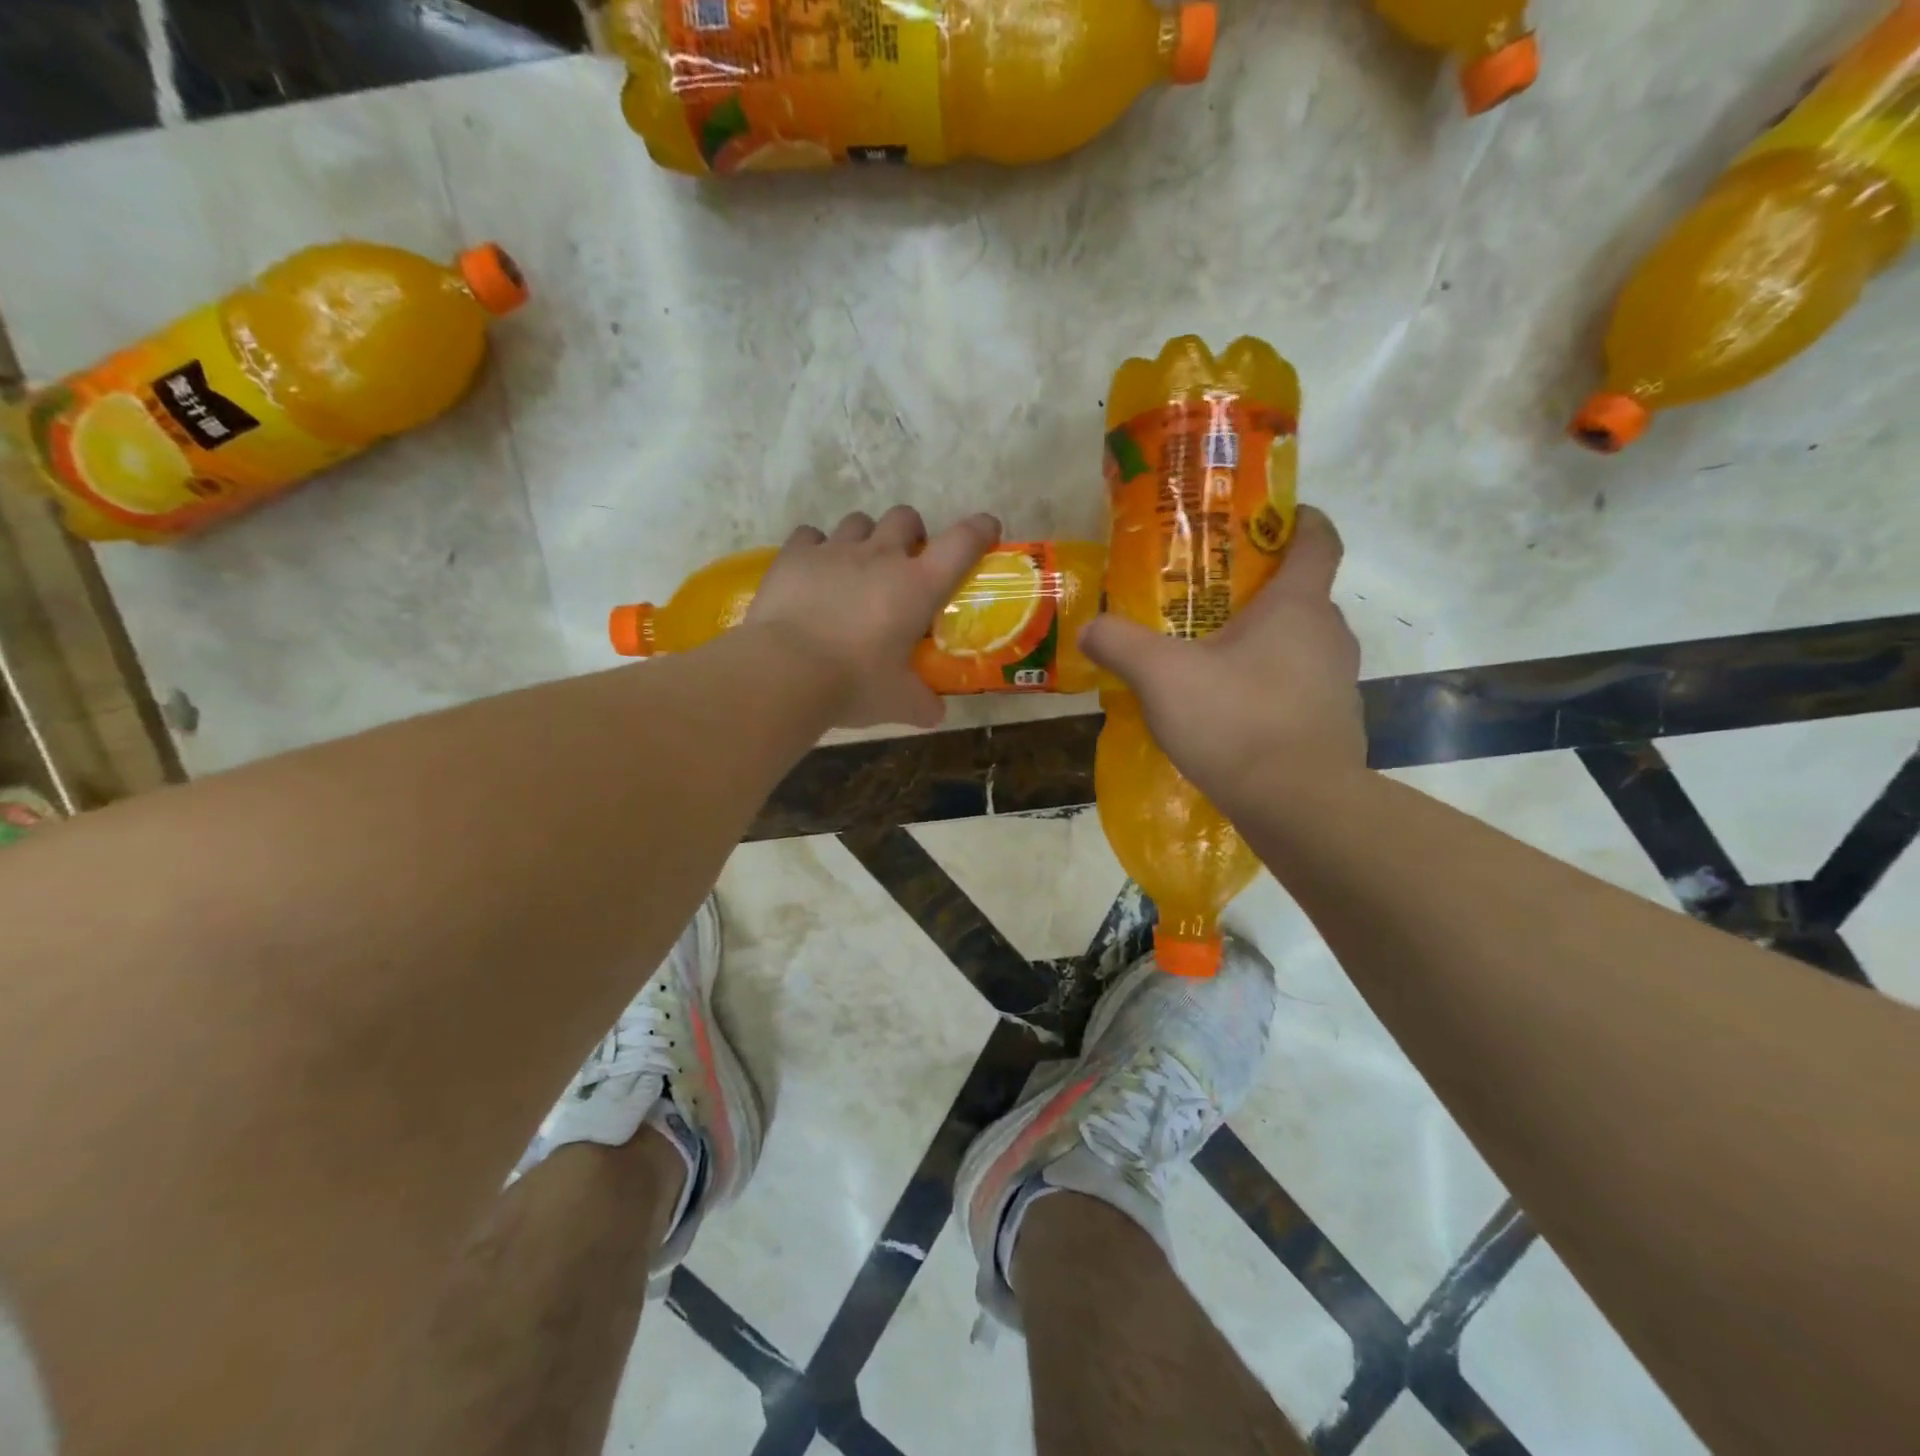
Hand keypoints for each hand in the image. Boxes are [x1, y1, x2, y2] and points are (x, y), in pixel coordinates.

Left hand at [746, 506, 1001, 728]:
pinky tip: (814, 572)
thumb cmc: (855, 684)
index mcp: (918, 586)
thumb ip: (923, 704)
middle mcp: (880, 556)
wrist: (786, 671)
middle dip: (911, 534)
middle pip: (905, 517)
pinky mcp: (795, 555)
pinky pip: (811, 535)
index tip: (986, 530)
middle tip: (905, 564)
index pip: (962, 542)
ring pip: (859, 522)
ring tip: (856, 569)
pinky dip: (817, 548)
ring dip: (865, 539)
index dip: (979, 530)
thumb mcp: (899, 702)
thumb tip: (935, 713)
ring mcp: (835, 550)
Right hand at [1078, 506, 1364, 813]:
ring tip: (1212, 661)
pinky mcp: (1335, 725)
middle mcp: (1329, 635)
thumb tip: (1089, 628)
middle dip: (1259, 592)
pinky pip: (1299, 690)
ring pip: (1300, 646)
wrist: (1299, 805)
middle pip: (1301, 595)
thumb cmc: (1235, 720)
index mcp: (1297, 606)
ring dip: (1263, 645)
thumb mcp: (1161, 676)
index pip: (1317, 540)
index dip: (1298, 519)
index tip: (1271, 517)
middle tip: (1209, 602)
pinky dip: (1269, 689)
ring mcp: (1339, 684)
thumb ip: (1120, 643)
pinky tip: (1231, 715)